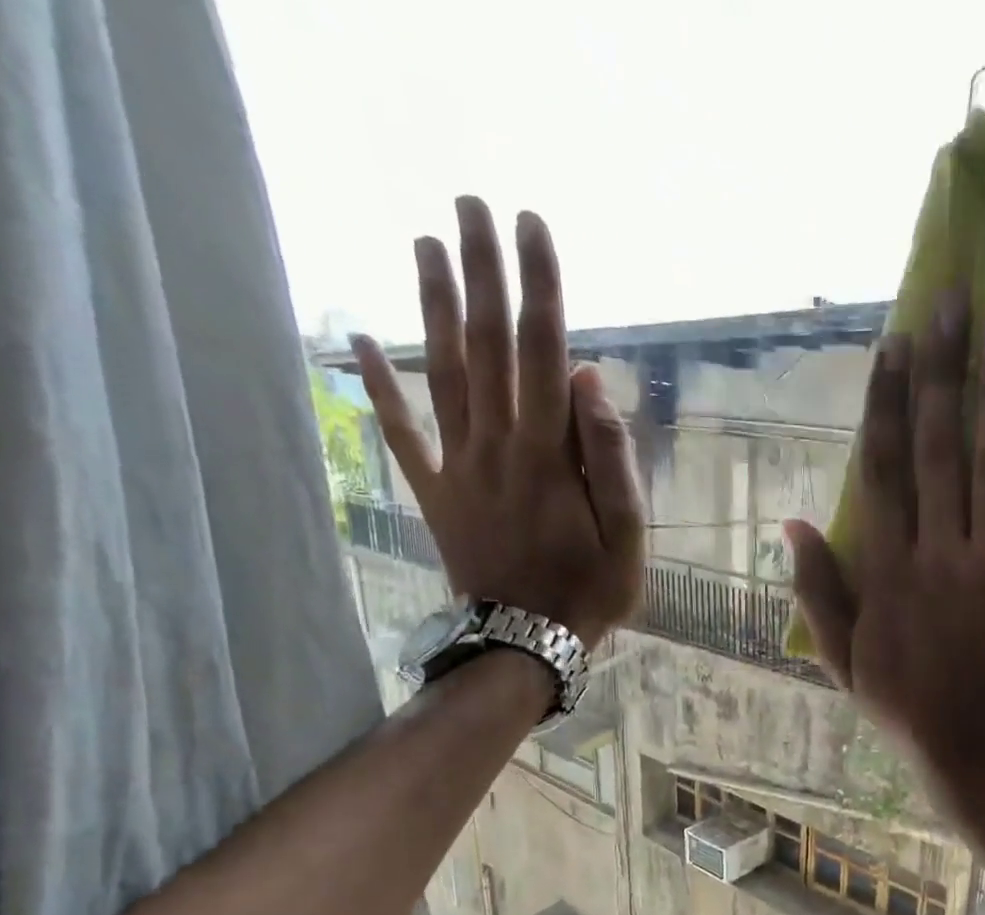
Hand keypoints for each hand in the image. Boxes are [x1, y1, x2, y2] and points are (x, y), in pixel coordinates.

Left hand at [354, 197, 643, 646]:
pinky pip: (401, 433)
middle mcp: (498, 445)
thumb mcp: (627, 536)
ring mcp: (459, 467)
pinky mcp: (434, 492)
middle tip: (470, 203)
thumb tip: (590, 379)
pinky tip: (357, 339)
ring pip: (442, 373)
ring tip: (424, 242)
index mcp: (551, 455)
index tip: (532, 225)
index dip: (540, 287)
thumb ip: (611, 458)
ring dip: (431, 305)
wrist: (525, 642)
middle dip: (481, 271)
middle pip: (487, 345)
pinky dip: (378, 386)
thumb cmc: (589, 592)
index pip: (544, 352)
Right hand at [785, 291, 984, 807]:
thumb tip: (791, 522)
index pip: (880, 470)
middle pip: (935, 447)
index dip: (883, 403)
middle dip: (939, 371)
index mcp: (884, 572)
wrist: (975, 749)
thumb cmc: (904, 705)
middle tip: (950, 299)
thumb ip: (815, 590)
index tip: (891, 345)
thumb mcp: (840, 658)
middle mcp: (936, 555)